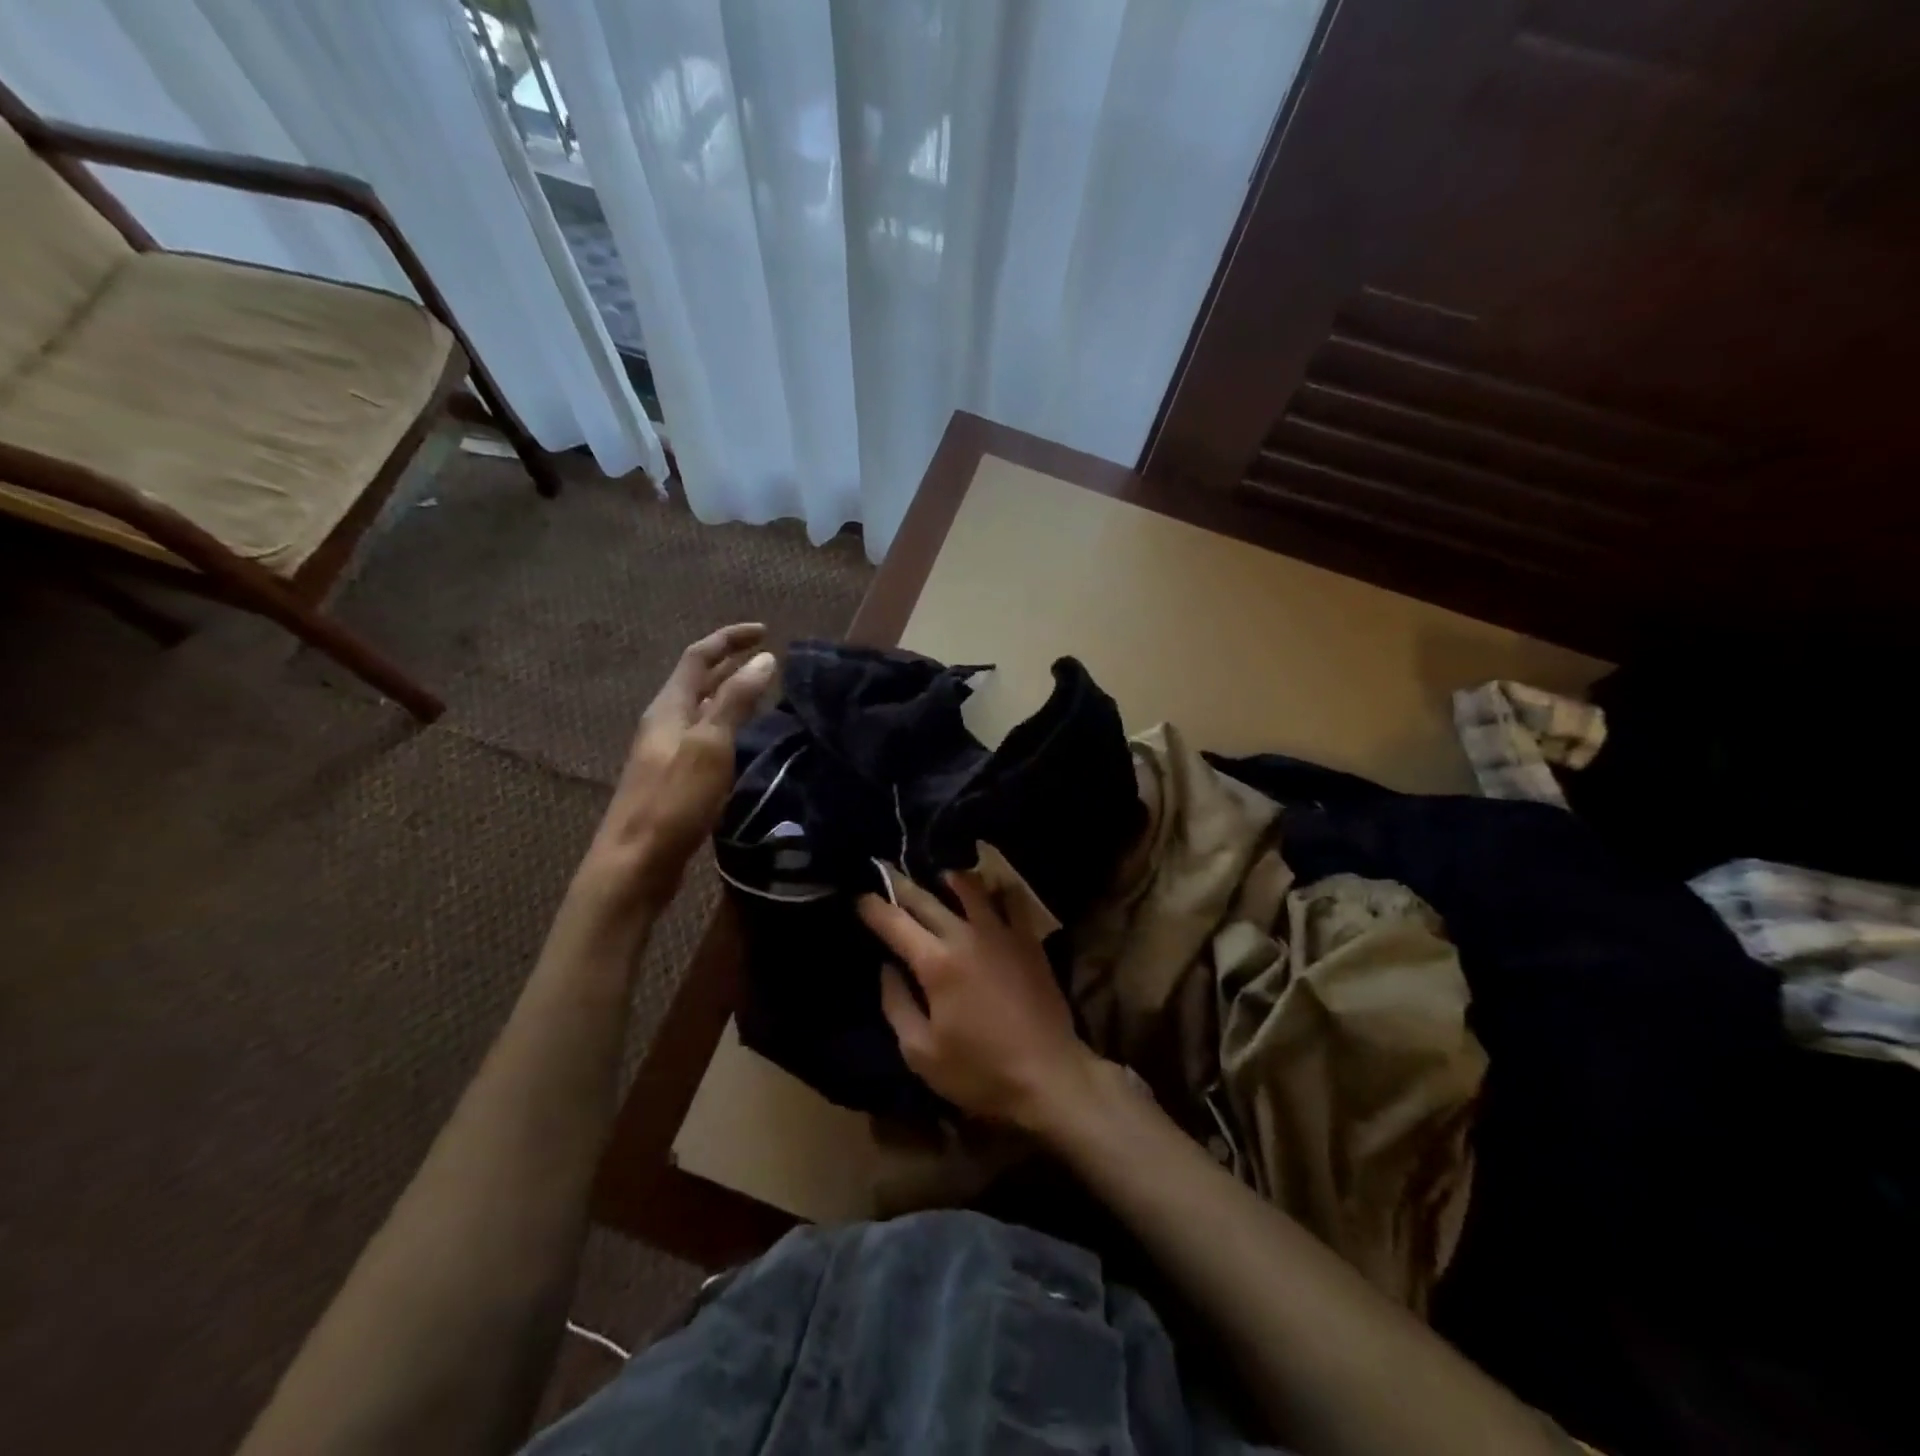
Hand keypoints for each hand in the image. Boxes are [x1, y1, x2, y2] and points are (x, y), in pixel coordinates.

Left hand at [580, 623, 775, 910]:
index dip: (729, 639)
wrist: (634, 865)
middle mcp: (664, 723)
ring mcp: (667, 753)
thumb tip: (764, 659)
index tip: (764, 631)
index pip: (698, 657)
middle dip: (730, 663)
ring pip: (702, 709)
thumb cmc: (672, 802)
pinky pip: (704, 737)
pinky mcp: (674, 779)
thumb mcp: (709, 746)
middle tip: (767, 657)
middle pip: (697, 681)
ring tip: (762, 690)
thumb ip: (735, 701)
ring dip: (729, 693)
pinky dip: (727, 724)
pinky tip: (744, 739)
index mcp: (668, 708)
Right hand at [859, 871, 1101, 1129]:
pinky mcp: (1028, 939)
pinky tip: (991, 891)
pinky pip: (1012, 899)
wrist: (1049, 1075)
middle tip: (885, 873)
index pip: (895, 922)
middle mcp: (966, 936)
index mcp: (935, 963)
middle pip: (926, 898)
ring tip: (939, 878)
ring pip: (971, 888)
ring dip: (949, 879)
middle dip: (901, 885)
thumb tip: (887, 968)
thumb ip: (897, 1004)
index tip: (859, 897)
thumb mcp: (921, 1053)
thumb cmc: (980, 1072)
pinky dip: (997, 889)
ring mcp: (1001, 933)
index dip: (873, 907)